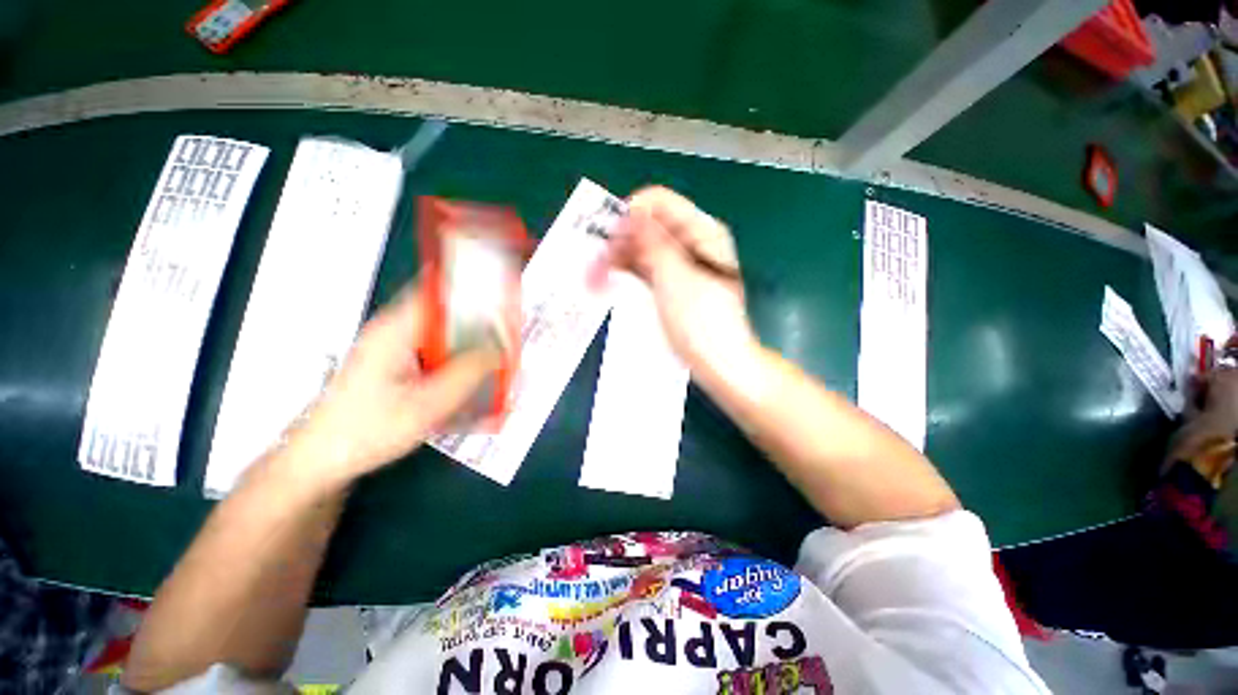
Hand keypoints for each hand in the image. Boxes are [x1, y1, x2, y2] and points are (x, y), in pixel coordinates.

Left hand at [279, 284, 500, 492]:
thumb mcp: (427, 404)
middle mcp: (396, 332)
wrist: (323, 460)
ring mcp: (396, 349)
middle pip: (450, 316)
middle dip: (483, 329)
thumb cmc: (368, 430)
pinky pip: (438, 356)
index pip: (443, 293)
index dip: (477, 296)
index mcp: (396, 330)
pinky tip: (471, 387)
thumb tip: (500, 349)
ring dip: (473, 351)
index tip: (506, 308)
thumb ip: (468, 373)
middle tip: (508, 346)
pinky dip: (459, 365)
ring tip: (496, 369)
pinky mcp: (398, 365)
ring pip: (447, 338)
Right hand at [608, 186, 757, 371]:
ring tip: (594, 278)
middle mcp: (691, 242)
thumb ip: (653, 241)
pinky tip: (607, 281)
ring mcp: (680, 264)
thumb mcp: (675, 276)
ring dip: (618, 259)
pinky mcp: (671, 284)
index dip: (631, 214)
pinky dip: (627, 273)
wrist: (719, 362)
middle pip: (648, 226)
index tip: (609, 237)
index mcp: (701, 231)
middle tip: (594, 264)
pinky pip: (646, 269)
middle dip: (620, 241)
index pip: (660, 202)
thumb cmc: (701, 321)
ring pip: (643, 249)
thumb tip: (632, 211)